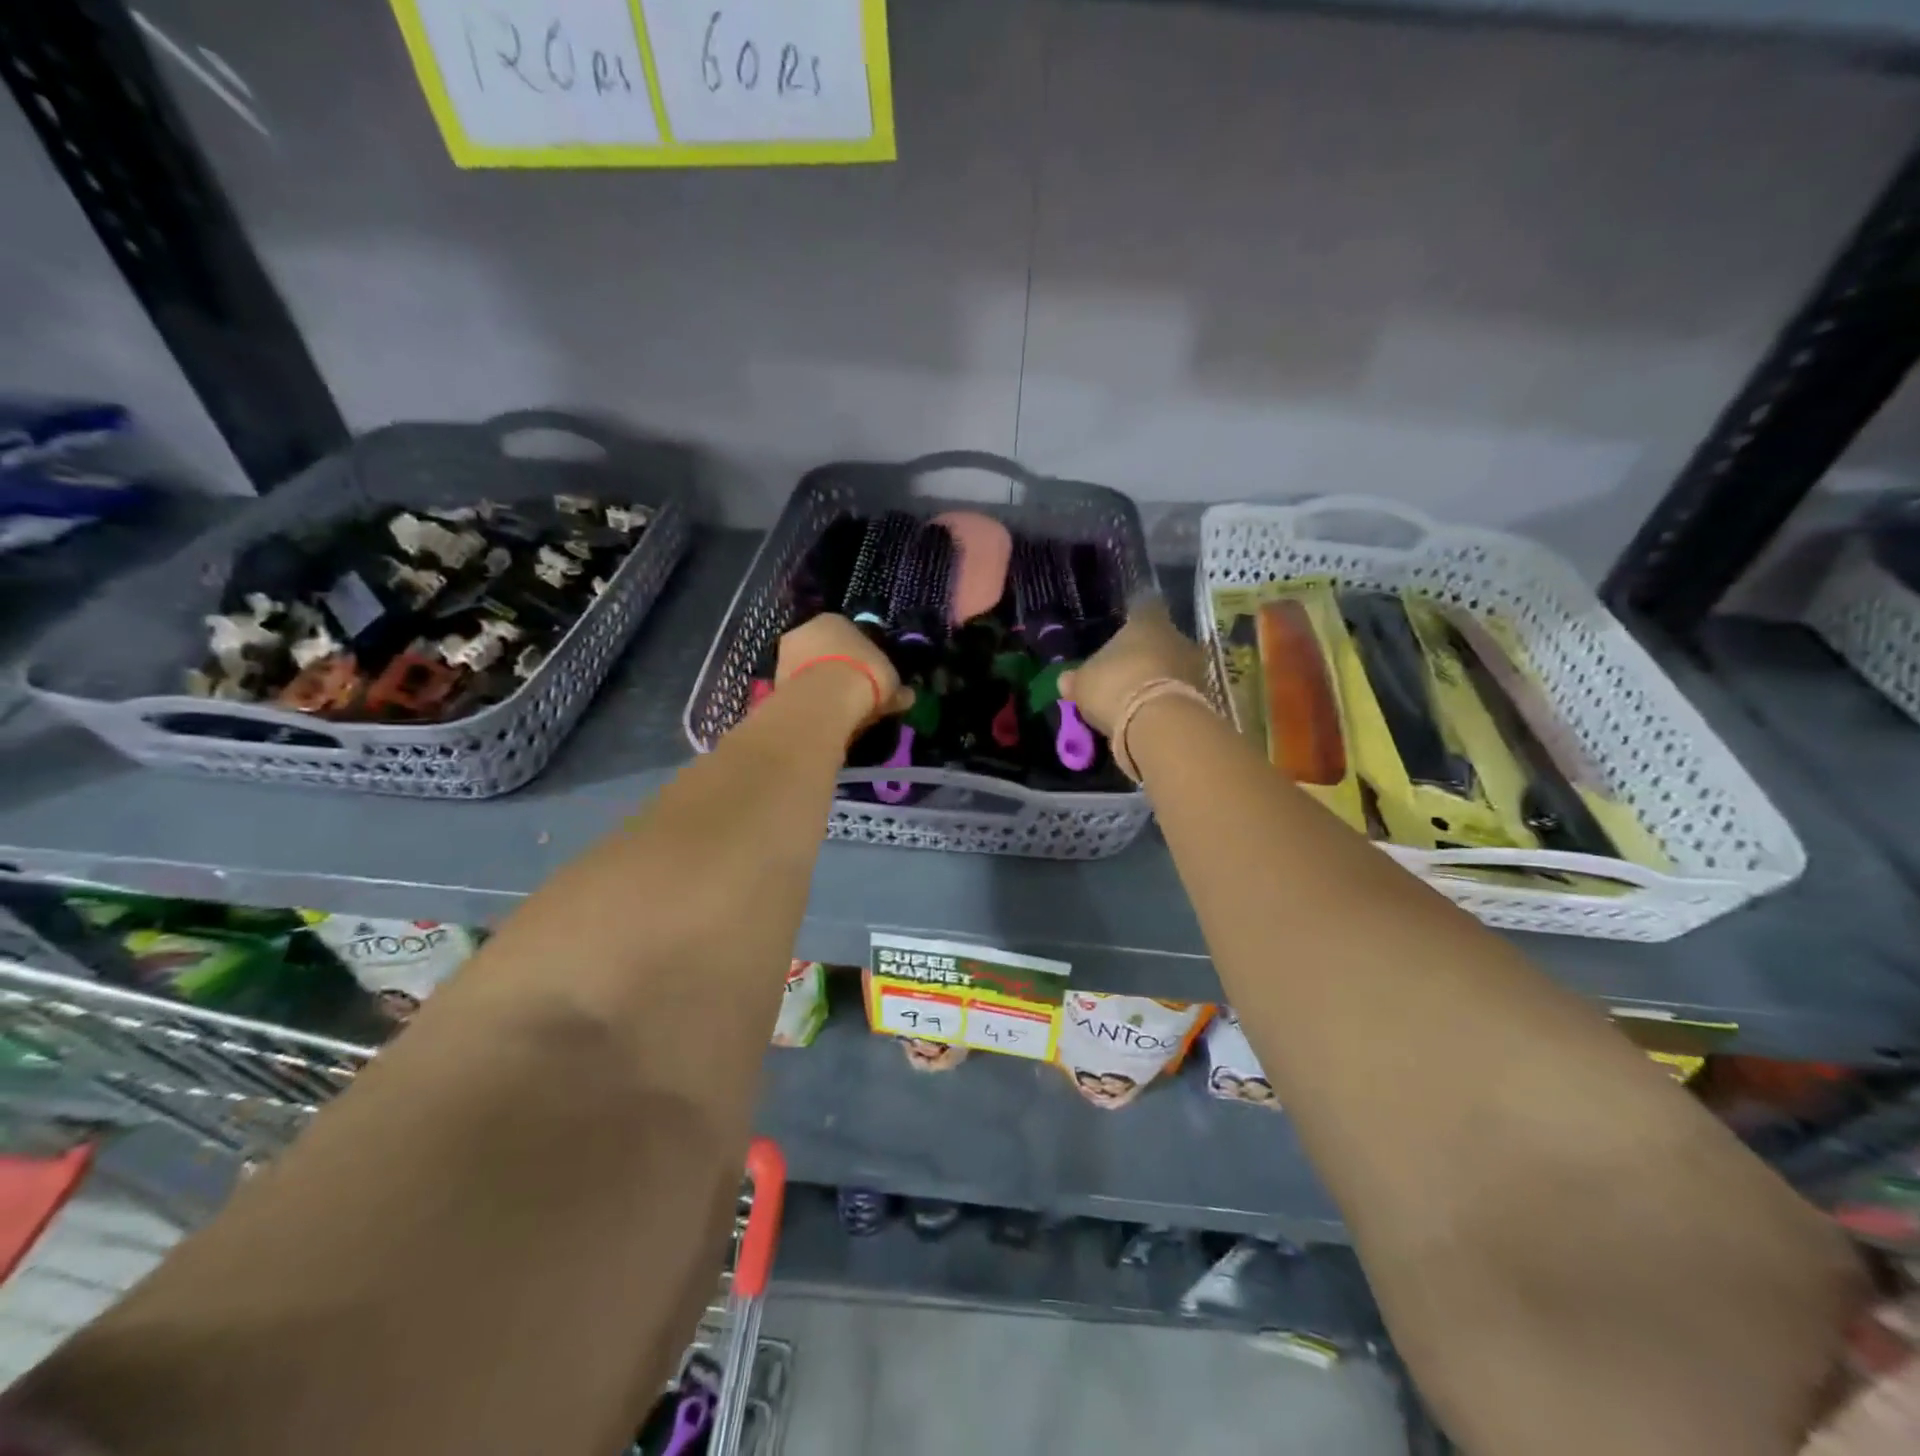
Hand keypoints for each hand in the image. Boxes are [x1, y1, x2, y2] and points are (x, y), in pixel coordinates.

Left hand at [775, 614, 912, 724]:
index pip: (850, 635)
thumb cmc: (865, 677)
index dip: (861, 657)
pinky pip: (797, 689)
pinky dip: (808, 701)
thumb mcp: (891, 683)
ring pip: (807, 669)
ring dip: (819, 685)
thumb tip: (907, 695)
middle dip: (835, 669)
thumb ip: (896, 688)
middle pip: (824, 650)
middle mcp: (805, 629)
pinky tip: (821, 716)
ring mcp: (784, 654)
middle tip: (851, 694)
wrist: (826, 699)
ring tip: (836, 710)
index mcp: (835, 619)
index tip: (870, 677)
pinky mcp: (773, 680)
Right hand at [1059, 596, 1205, 734]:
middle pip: (1162, 639)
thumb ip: (1077, 679)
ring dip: (1161, 678)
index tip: (1126, 626)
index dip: (1134, 616)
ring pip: (1174, 667)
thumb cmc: (1115, 686)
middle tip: (1128, 670)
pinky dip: (1168, 701)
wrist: (1159, 723)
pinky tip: (1151, 716)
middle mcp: (1177, 637)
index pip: (1144, 607)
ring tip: (1139, 698)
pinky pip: (1181, 693)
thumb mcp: (1083, 684)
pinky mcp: (1204, 697)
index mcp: (1147, 622)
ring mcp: (1195, 667)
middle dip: (1148, 653)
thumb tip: (1066, 679)